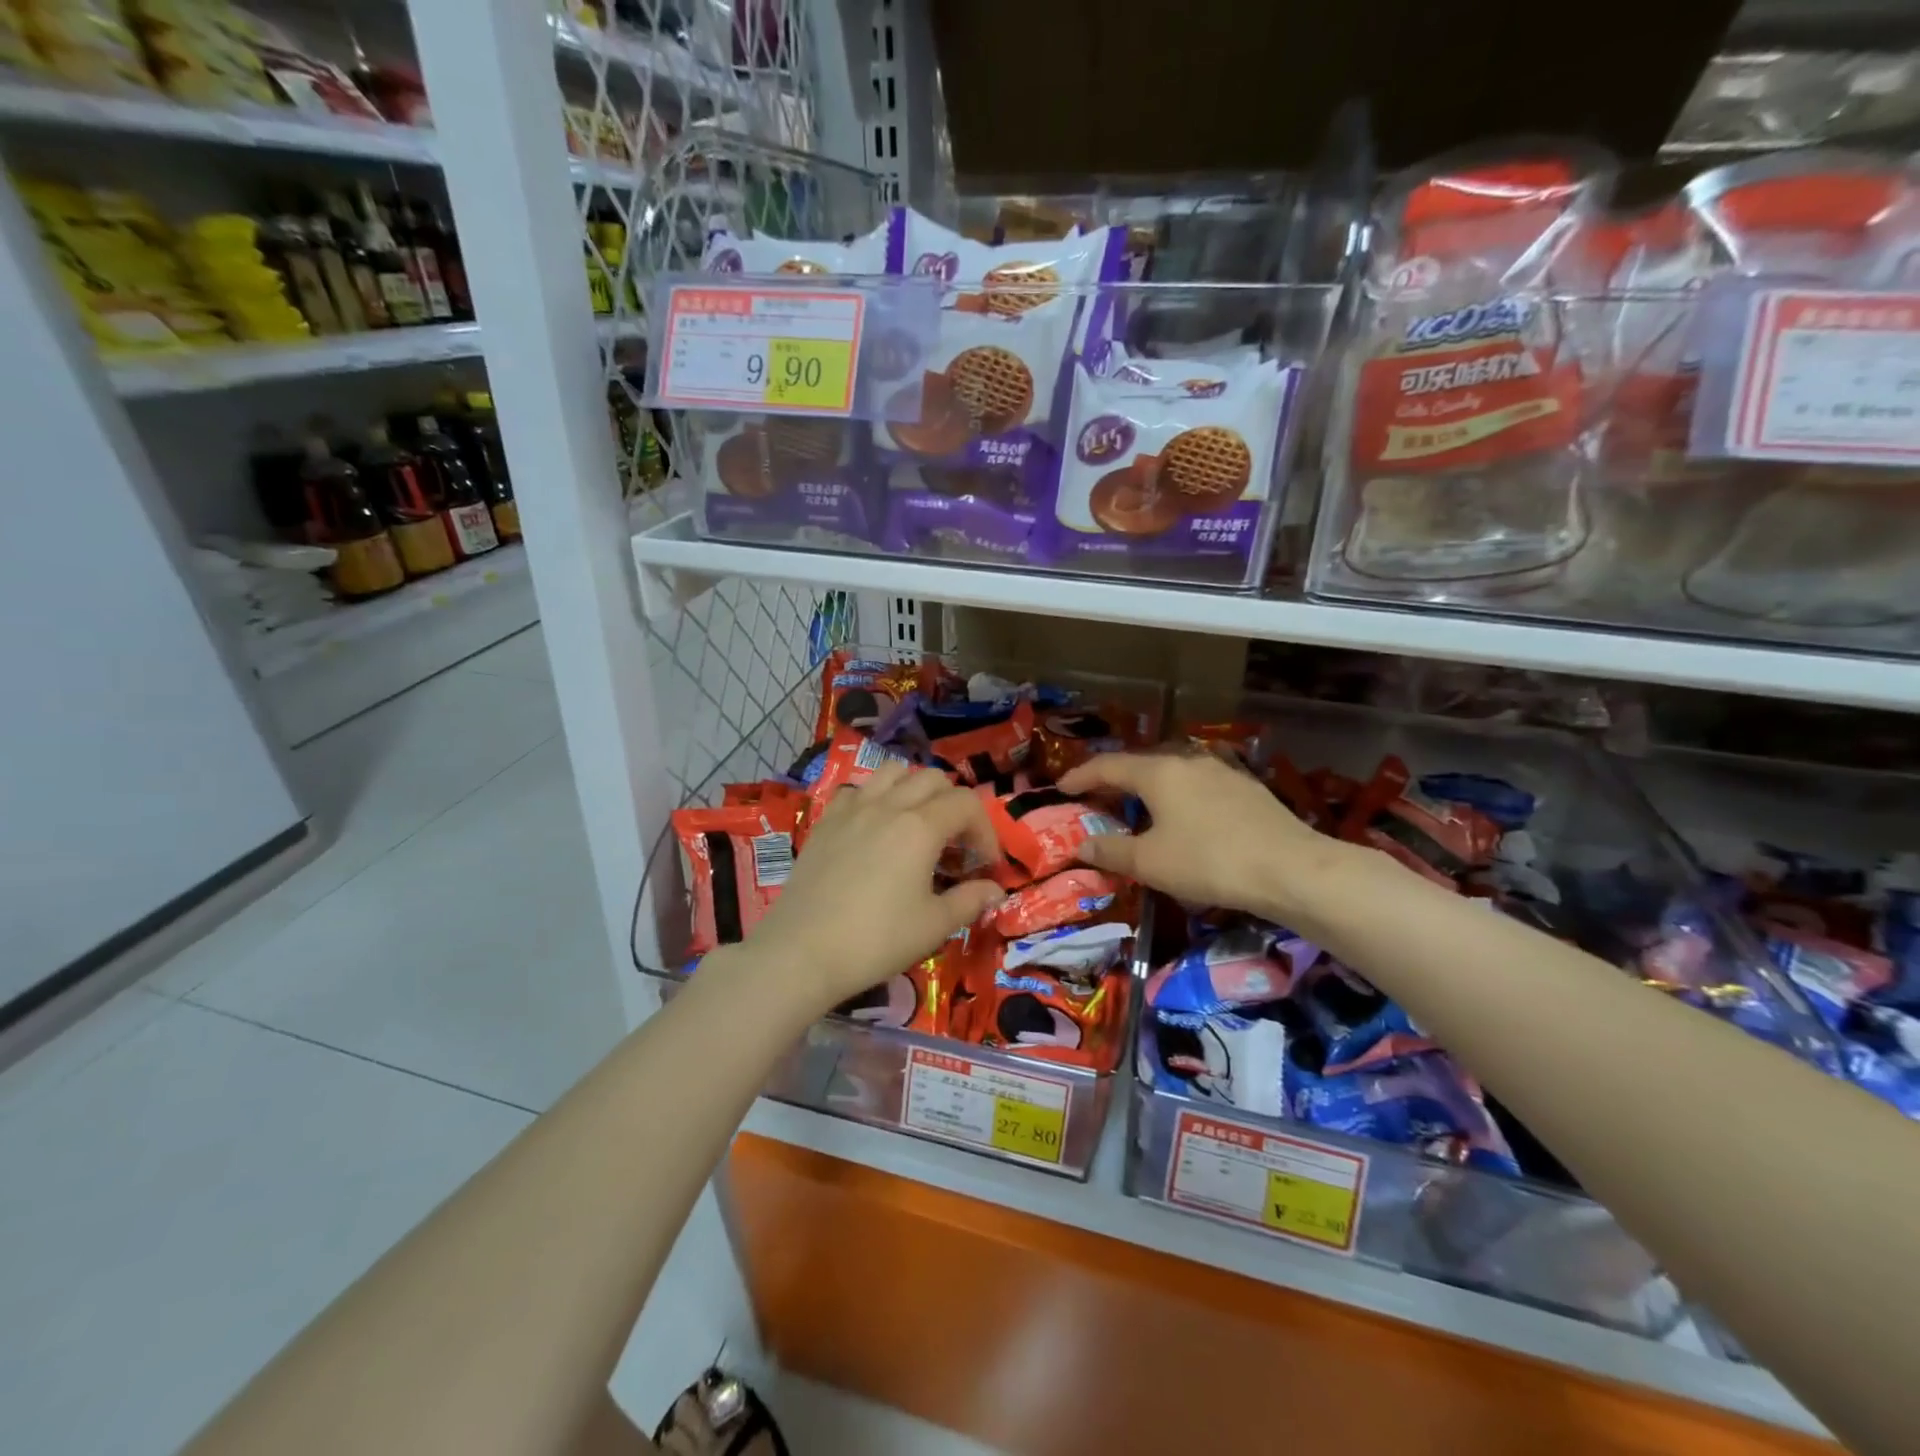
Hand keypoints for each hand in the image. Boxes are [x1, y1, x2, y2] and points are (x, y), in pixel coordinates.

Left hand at [742, 760, 1004, 1011]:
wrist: (802, 952)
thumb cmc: (876, 940)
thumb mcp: (934, 926)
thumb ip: (970, 901)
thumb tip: (995, 890)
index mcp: (920, 827)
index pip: (967, 803)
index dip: (985, 830)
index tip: (986, 865)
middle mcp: (888, 805)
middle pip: (933, 779)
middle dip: (954, 805)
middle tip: (956, 845)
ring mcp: (852, 809)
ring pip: (892, 772)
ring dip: (914, 789)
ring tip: (917, 824)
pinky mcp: (825, 821)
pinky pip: (856, 790)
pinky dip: (874, 798)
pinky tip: (874, 828)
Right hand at [1058, 750, 1349, 926]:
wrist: (1290, 868)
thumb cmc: (1209, 862)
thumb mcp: (1150, 863)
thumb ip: (1111, 850)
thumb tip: (1081, 844)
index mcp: (1158, 772)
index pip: (1107, 766)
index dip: (1080, 776)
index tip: (1060, 788)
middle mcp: (1186, 760)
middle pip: (1139, 763)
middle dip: (1112, 779)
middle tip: (1094, 797)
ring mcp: (1220, 770)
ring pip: (1170, 771)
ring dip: (1146, 785)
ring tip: (1135, 804)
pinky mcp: (1245, 786)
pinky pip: (1195, 782)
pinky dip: (1175, 794)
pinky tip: (1181, 814)